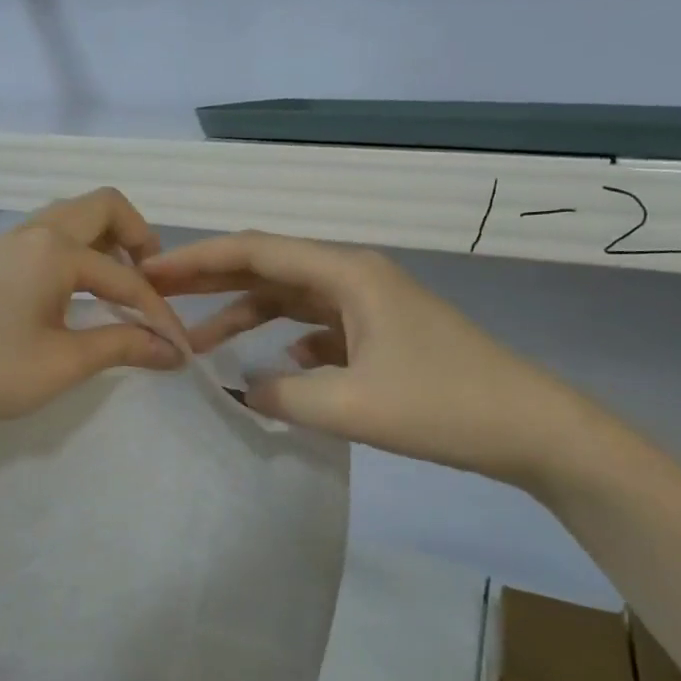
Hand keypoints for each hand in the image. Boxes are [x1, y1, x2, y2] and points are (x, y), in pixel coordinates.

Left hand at [0, 188, 187, 441]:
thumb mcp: (63, 363)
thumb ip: (122, 346)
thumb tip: (171, 350)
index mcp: (56, 249)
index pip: (127, 277)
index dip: (159, 314)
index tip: (179, 349)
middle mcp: (35, 230)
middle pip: (103, 208)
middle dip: (139, 240)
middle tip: (151, 285)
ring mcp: (8, 241)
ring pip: (73, 219)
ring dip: (106, 243)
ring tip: (119, 290)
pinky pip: (49, 237)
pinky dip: (77, 253)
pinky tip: (77, 296)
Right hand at [142, 232, 591, 486]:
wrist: (532, 429)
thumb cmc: (443, 406)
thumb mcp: (348, 406)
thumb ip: (280, 394)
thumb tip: (244, 388)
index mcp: (346, 273)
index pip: (254, 251)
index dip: (196, 259)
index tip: (148, 271)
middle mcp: (353, 277)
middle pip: (267, 267)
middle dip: (210, 281)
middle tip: (155, 295)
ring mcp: (369, 305)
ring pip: (288, 299)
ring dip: (244, 316)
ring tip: (198, 343)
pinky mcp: (380, 335)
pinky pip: (315, 327)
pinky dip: (283, 341)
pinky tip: (271, 367)